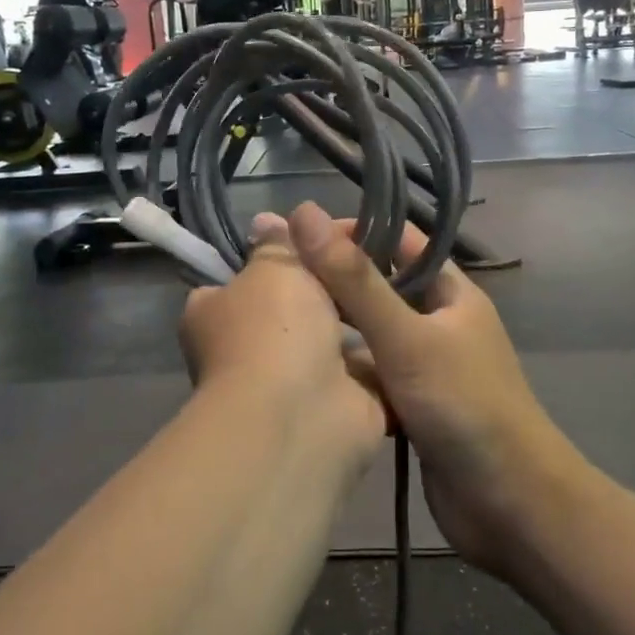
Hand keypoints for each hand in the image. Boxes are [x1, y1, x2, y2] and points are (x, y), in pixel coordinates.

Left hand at [178, 214, 386, 483]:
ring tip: (405, 279)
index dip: (279, 255)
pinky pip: (370, 370)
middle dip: (331, 286)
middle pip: (297, 306)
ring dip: (365, 318)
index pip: (242, 277)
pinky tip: (416, 321)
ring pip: (337, 339)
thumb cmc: (273, 329)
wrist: (303, 414)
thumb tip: (267, 220)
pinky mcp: (343, 405)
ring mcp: (299, 382)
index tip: (317, 235)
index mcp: (217, 314)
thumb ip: (277, 245)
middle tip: (372, 254)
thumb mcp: (272, 268)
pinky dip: (389, 353)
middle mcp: (252, 350)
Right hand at [285, 202, 578, 575]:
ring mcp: (427, 365)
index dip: (352, 231)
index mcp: (450, 292)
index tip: (297, 236)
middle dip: (335, 281)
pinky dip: (345, 373)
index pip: (397, 239)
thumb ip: (355, 280)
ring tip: (279, 323)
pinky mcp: (414, 405)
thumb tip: (303, 215)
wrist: (511, 506)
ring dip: (336, 329)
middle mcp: (439, 321)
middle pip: (380, 286)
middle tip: (278, 280)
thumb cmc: (465, 407)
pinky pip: (373, 376)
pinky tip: (302, 375)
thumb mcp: (406, 337)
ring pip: (372, 334)